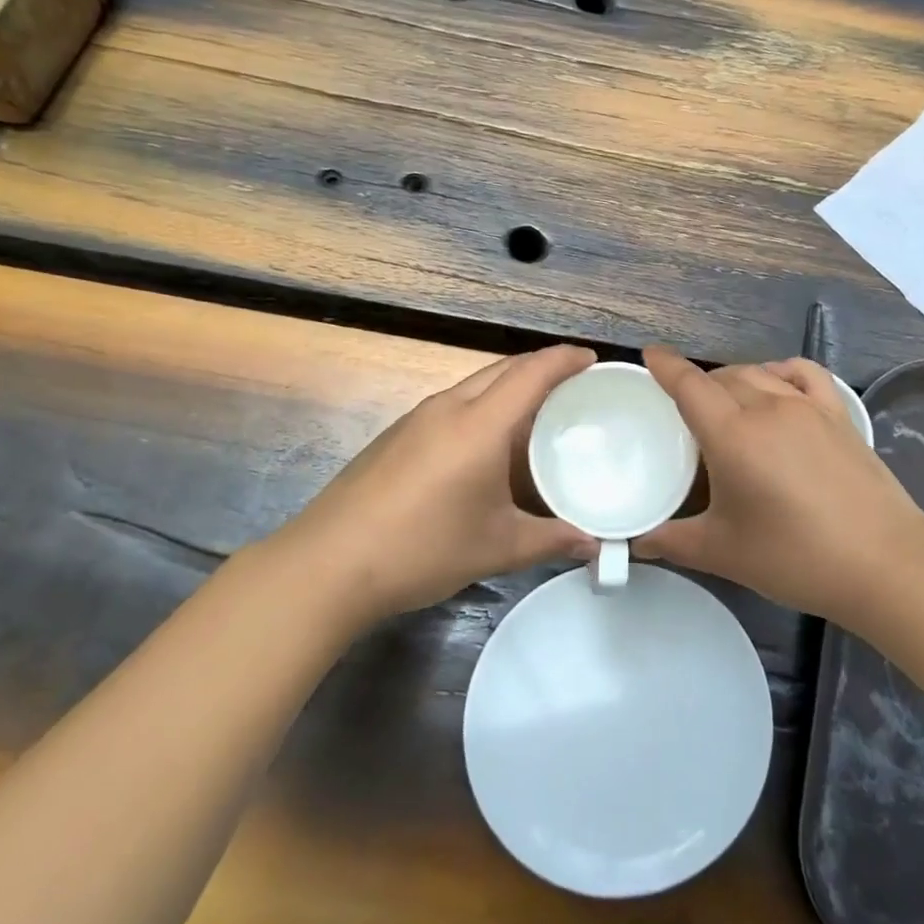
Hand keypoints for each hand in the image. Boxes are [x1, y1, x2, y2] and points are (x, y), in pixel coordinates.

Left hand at [270, 345, 598, 620]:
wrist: (328, 564)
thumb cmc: (422, 548)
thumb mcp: (496, 547)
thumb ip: (551, 540)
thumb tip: (594, 544)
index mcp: (479, 424)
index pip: (532, 372)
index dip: (565, 359)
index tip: (593, 360)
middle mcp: (448, 407)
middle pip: (503, 369)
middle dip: (541, 368)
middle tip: (574, 388)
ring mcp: (416, 418)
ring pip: (475, 385)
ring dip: (509, 388)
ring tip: (538, 415)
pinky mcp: (396, 435)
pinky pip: (452, 404)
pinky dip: (483, 408)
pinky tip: (488, 445)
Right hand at [636, 347, 923, 625]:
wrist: (883, 562)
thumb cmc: (795, 556)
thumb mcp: (724, 552)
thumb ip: (674, 541)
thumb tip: (639, 541)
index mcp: (732, 435)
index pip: (690, 385)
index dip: (666, 366)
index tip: (650, 355)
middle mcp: (768, 408)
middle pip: (722, 377)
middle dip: (698, 384)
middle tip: (685, 412)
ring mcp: (808, 407)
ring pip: (759, 372)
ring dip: (734, 380)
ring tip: (727, 405)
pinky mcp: (839, 415)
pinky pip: (803, 373)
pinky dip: (781, 371)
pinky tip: (777, 387)